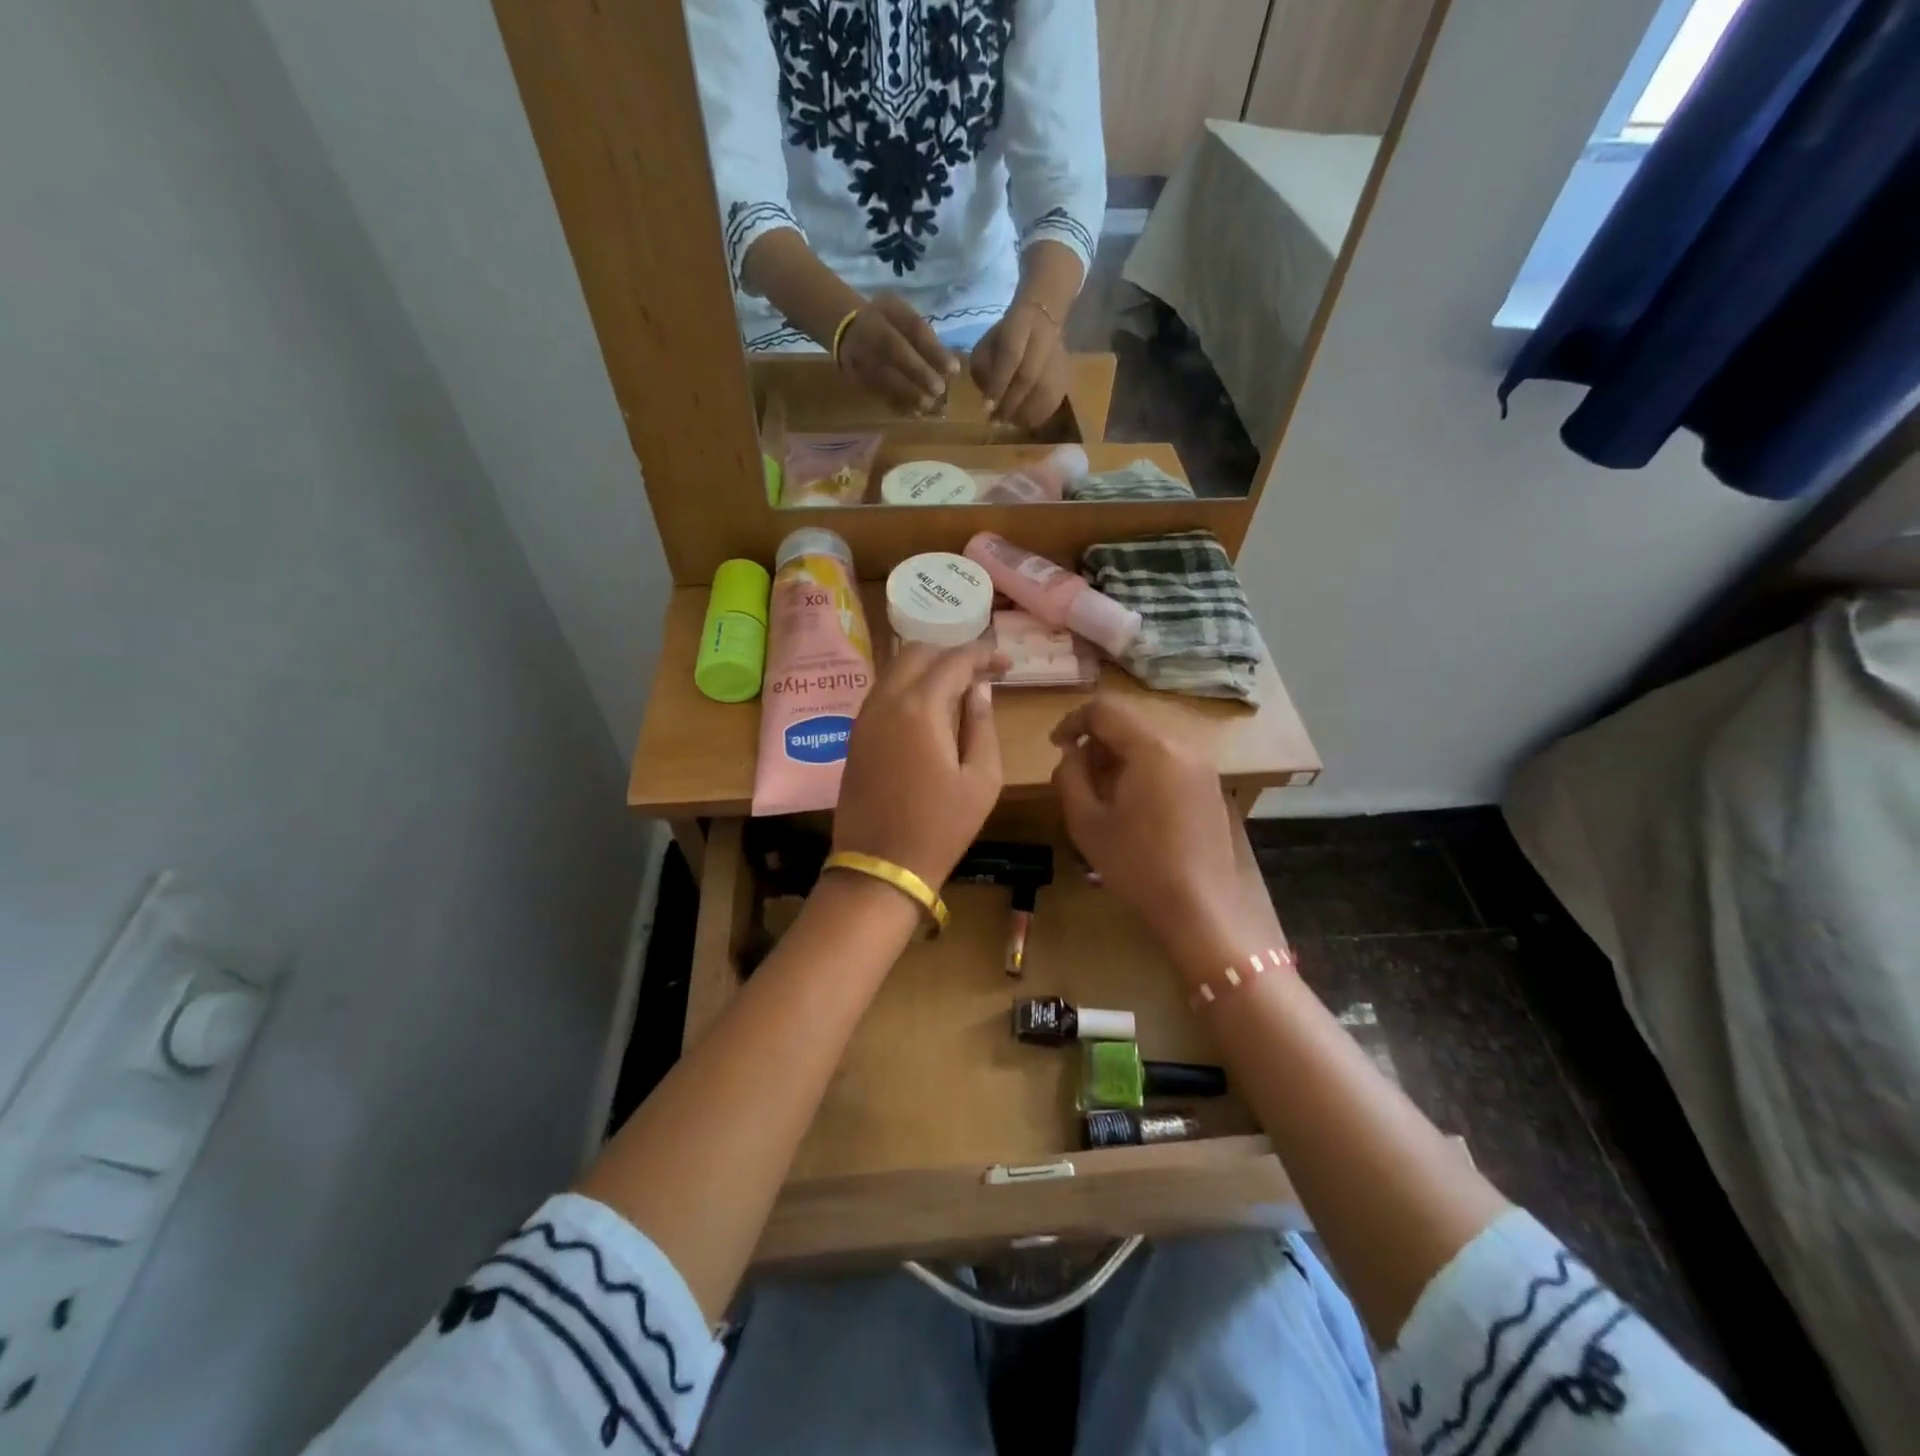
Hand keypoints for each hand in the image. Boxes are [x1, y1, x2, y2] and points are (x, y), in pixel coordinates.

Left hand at [835, 641, 1003, 889]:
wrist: (880, 866)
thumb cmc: (940, 828)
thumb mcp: (981, 780)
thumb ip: (982, 726)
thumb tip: (979, 692)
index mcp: (920, 708)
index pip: (953, 660)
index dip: (982, 655)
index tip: (1005, 663)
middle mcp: (886, 701)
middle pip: (917, 653)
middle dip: (951, 654)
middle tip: (981, 673)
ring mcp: (864, 717)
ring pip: (895, 670)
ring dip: (927, 668)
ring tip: (958, 688)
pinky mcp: (855, 735)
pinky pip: (883, 693)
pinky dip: (908, 687)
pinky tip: (929, 709)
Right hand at [837, 293, 959, 412]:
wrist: (845, 331)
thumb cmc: (884, 321)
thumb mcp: (901, 313)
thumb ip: (922, 335)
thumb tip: (949, 365)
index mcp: (885, 313)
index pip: (912, 328)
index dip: (933, 350)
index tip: (954, 369)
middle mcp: (869, 334)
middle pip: (895, 352)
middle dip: (920, 374)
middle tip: (939, 390)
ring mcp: (860, 358)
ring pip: (886, 377)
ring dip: (910, 394)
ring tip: (929, 405)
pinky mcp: (858, 380)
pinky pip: (879, 393)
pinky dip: (898, 405)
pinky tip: (914, 412)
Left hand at [970, 300, 1068, 428]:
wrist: (1042, 322)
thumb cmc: (1006, 338)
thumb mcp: (986, 344)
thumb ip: (983, 369)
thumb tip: (989, 402)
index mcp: (1021, 323)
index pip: (1011, 355)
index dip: (998, 384)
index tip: (986, 408)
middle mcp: (1044, 338)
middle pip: (1028, 377)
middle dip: (1009, 403)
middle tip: (995, 420)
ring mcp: (1059, 358)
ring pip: (1043, 393)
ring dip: (1022, 413)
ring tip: (1008, 422)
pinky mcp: (1066, 376)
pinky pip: (1052, 402)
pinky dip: (1036, 416)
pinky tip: (1023, 420)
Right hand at [1050, 697, 1249, 965]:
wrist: (1199, 908)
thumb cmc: (1136, 864)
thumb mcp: (1086, 821)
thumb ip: (1070, 776)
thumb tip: (1071, 752)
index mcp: (1152, 748)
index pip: (1105, 709)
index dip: (1073, 720)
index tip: (1055, 746)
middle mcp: (1183, 746)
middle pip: (1130, 725)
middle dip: (1096, 742)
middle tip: (1074, 774)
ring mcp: (1202, 767)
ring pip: (1150, 744)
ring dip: (1119, 757)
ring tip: (1099, 793)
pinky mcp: (1211, 788)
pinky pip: (1169, 762)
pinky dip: (1143, 770)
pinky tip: (1131, 806)